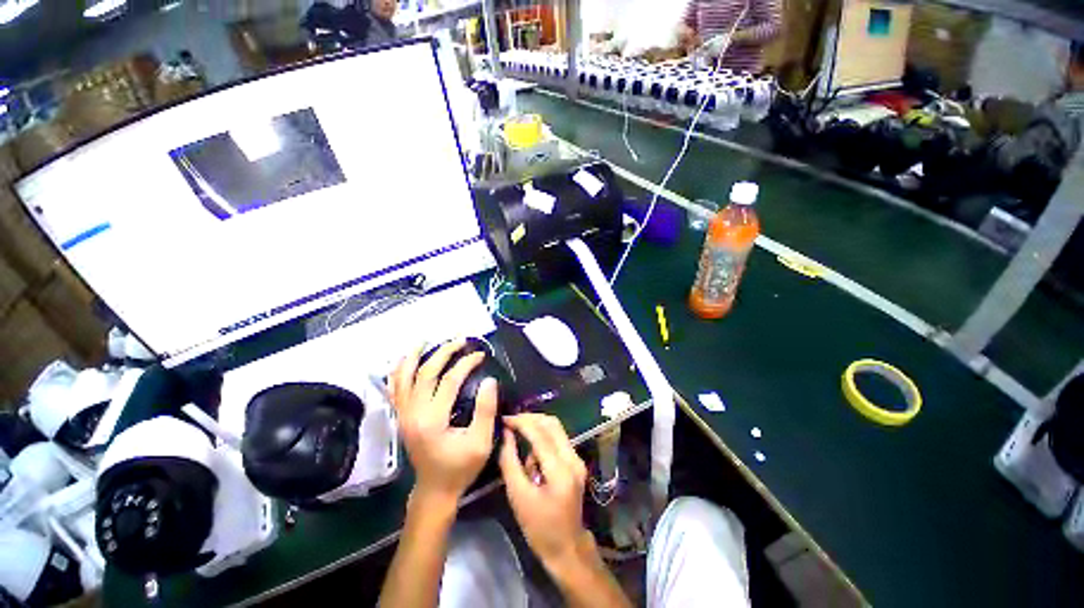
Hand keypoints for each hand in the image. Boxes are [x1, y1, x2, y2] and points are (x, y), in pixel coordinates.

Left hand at [391, 339, 497, 504]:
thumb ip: (485, 410)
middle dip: (444, 352)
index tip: (480, 355)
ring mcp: (404, 415)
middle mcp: (413, 413)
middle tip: (460, 341)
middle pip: (425, 372)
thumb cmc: (460, 468)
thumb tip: (489, 379)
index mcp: (432, 419)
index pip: (449, 380)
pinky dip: (398, 372)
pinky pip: (395, 389)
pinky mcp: (402, 417)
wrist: (434, 490)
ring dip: (414, 356)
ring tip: (424, 341)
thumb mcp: (480, 442)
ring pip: (404, 377)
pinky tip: (404, 361)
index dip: (466, 363)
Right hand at [499, 414, 592, 571]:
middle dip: (530, 419)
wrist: (567, 548)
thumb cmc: (539, 528)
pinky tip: (531, 456)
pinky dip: (543, 439)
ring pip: (556, 429)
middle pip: (552, 423)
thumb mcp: (518, 496)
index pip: (539, 433)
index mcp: (560, 469)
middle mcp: (573, 458)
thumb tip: (505, 435)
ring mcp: (577, 459)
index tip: (504, 419)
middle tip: (511, 423)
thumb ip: (510, 462)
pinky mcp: (576, 462)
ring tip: (519, 443)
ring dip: (536, 429)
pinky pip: (558, 439)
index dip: (521, 422)